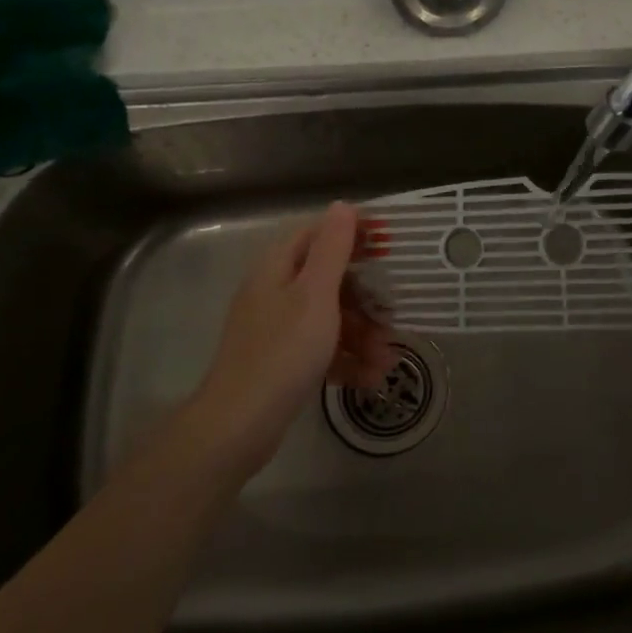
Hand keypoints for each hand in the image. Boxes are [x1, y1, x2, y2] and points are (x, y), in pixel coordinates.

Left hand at [190, 202, 398, 472]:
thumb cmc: (282, 351)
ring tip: (386, 360)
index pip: (317, 234)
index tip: (388, 245)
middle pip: (329, 280)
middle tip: (393, 316)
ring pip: (330, 318)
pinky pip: (321, 349)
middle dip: (366, 300)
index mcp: (278, 268)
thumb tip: (342, 206)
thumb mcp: (315, 294)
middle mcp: (275, 292)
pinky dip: (346, 359)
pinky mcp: (282, 362)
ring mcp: (277, 329)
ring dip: (362, 335)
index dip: (353, 235)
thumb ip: (332, 248)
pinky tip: (370, 378)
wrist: (238, 426)